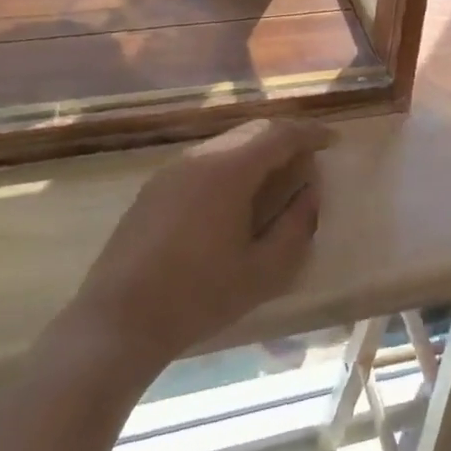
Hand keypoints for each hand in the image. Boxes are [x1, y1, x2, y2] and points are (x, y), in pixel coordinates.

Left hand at [69, 119, 332, 372]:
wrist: (118, 320)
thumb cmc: (198, 296)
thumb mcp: (263, 271)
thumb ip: (296, 227)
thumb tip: (310, 193)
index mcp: (229, 170)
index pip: (279, 134)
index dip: (310, 133)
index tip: (332, 142)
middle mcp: (200, 157)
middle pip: (252, 130)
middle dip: (285, 138)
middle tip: (309, 157)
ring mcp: (172, 170)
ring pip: (226, 143)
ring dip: (257, 151)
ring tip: (277, 176)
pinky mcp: (155, 187)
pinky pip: (204, 160)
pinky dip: (232, 164)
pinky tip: (236, 195)